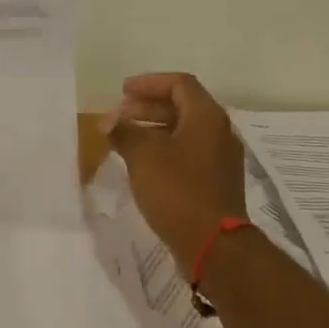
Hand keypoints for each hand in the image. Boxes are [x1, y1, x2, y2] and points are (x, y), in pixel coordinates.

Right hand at [104, 72, 248, 265]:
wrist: (213, 244)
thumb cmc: (178, 191)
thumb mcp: (143, 156)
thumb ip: (124, 132)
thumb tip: (109, 120)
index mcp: (206, 117)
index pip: (179, 84)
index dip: (149, 83)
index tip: (122, 92)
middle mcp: (218, 132)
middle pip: (182, 107)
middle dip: (148, 108)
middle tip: (119, 116)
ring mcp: (219, 159)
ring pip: (184, 132)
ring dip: (153, 130)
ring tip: (124, 140)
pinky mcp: (214, 182)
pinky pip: (187, 154)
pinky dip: (164, 151)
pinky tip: (142, 165)